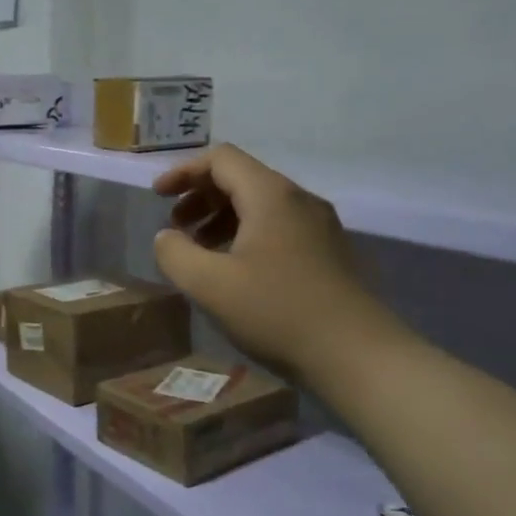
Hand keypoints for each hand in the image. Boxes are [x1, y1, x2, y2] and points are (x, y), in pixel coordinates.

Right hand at [151, 144, 395, 381]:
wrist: (357, 356)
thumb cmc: (276, 312)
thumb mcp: (208, 284)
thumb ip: (175, 253)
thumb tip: (167, 237)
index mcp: (271, 196)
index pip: (221, 159)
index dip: (183, 171)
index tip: (157, 197)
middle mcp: (299, 200)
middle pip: (241, 177)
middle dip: (200, 196)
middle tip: (175, 227)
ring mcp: (319, 227)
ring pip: (260, 204)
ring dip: (221, 217)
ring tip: (199, 250)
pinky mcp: (327, 253)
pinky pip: (278, 227)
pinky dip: (245, 235)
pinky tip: (233, 270)